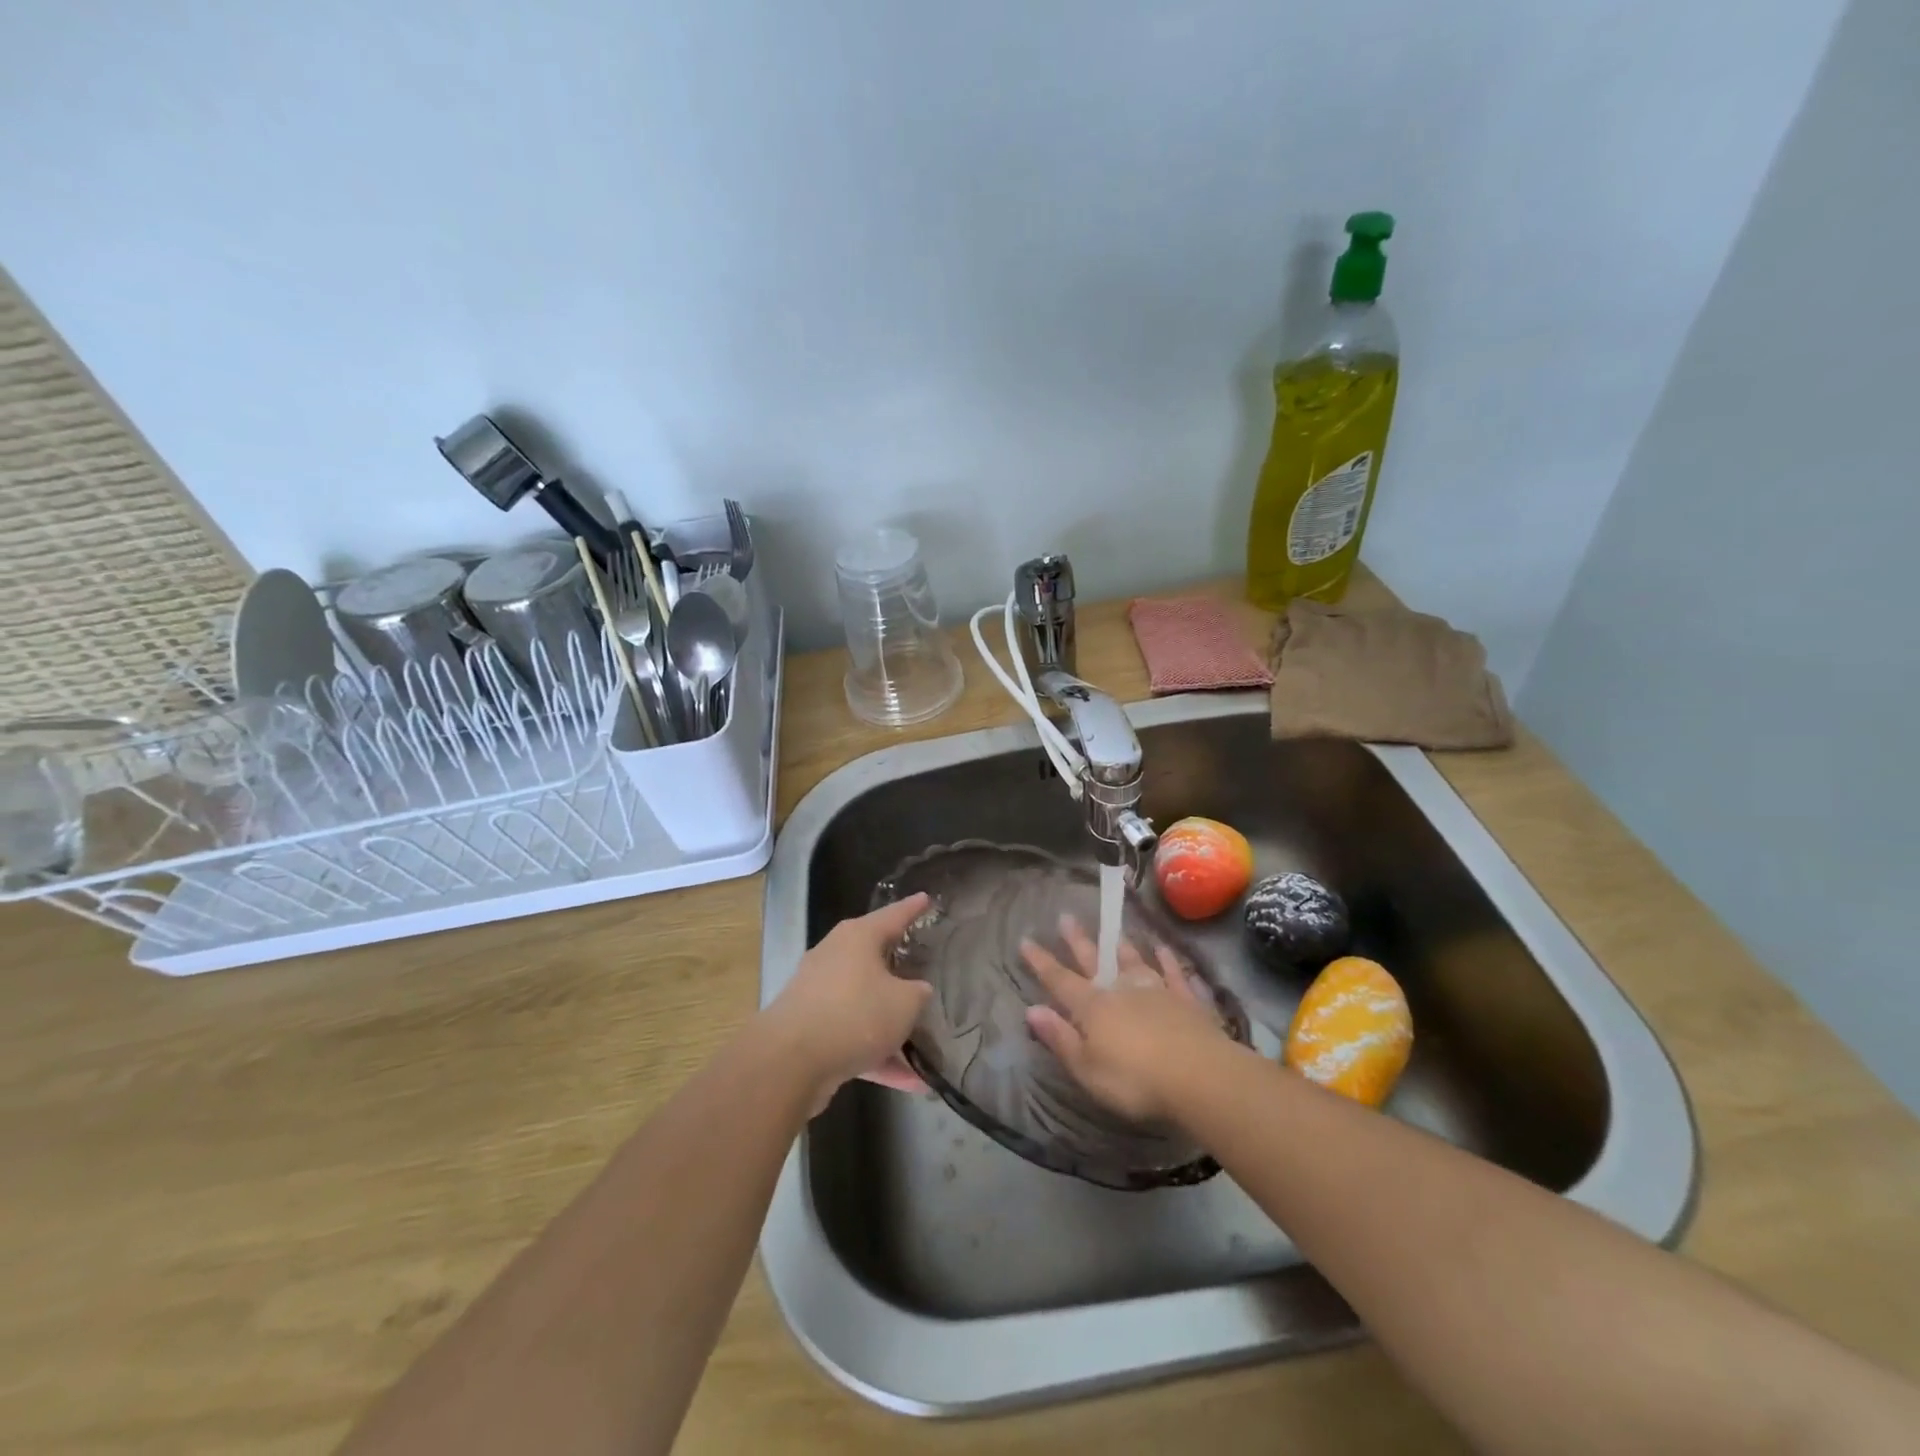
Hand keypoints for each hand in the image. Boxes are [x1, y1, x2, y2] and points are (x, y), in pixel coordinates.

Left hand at [765, 893, 935, 1109]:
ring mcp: (819, 994)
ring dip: (891, 1024)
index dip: (913, 908)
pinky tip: (909, 1083)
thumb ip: (917, 994)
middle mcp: (835, 957)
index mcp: (857, 938)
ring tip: (924, 1043)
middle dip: (899, 966)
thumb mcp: (904, 1002)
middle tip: (924, 965)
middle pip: (874, 957)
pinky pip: (853, 1036)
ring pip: (865, 1003)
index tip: (926, 899)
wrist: (790, 1061)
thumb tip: (917, 991)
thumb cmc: (855, 1014)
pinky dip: (878, 1055)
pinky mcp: (811, 1030)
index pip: (893, 915)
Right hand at [1021, 914, 1226, 1121]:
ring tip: (1113, 931)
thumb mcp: (1087, 1069)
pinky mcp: (1186, 1000)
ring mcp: (1156, 991)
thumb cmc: (1135, 1080)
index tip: (1026, 940)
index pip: (1060, 981)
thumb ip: (1060, 1038)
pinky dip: (1167, 960)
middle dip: (1077, 941)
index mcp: (1093, 1008)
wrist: (1199, 1076)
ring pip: (1133, 961)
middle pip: (1094, 961)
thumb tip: (1031, 1010)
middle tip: (1066, 917)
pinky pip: (1173, 973)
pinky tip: (1163, 949)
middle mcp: (1121, 990)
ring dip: (1121, 946)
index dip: (1041, 962)